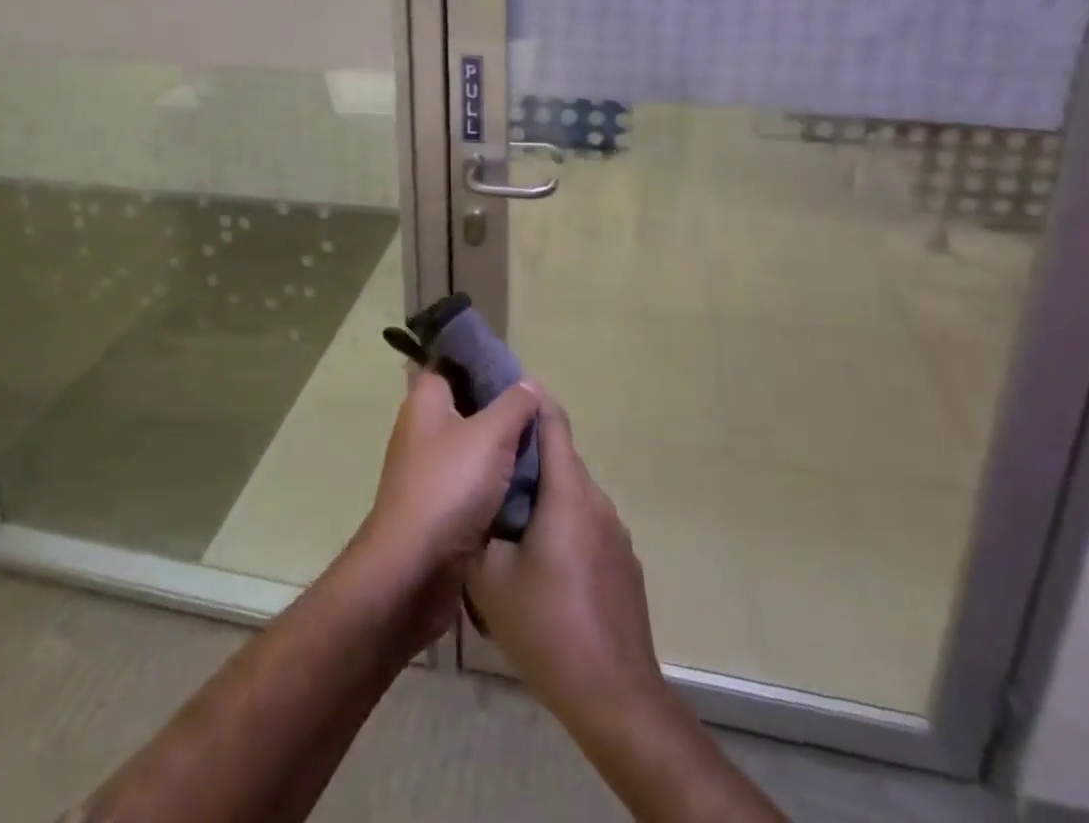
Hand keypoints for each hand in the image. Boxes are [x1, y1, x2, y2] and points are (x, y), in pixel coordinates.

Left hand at [360, 370, 541, 578]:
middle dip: (502, 406)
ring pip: (474, 444)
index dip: (482, 359)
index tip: (517, 365)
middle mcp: (423, 428)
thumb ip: (513, 405)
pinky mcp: (441, 503)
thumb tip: (529, 382)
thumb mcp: (490, 435)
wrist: (414, 568)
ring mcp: (430, 467)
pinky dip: (498, 479)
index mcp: (426, 400)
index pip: (452, 362)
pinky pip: (475, 479)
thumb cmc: (448, 486)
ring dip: (504, 446)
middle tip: (541, 407)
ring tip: (544, 442)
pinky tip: (530, 480)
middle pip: (468, 403)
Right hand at [465, 398, 664, 732]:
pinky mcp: (624, 562)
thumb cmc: (547, 627)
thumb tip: (465, 508)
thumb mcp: (489, 580)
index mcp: (567, 493)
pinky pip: (587, 522)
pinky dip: (563, 521)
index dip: (529, 401)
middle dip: (527, 451)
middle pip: (561, 456)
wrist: (614, 696)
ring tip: (508, 511)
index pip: (552, 422)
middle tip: (489, 459)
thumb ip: (475, 531)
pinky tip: (541, 558)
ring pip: (573, 492)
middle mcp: (596, 501)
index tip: (502, 392)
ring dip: (544, 491)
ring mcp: (615, 532)